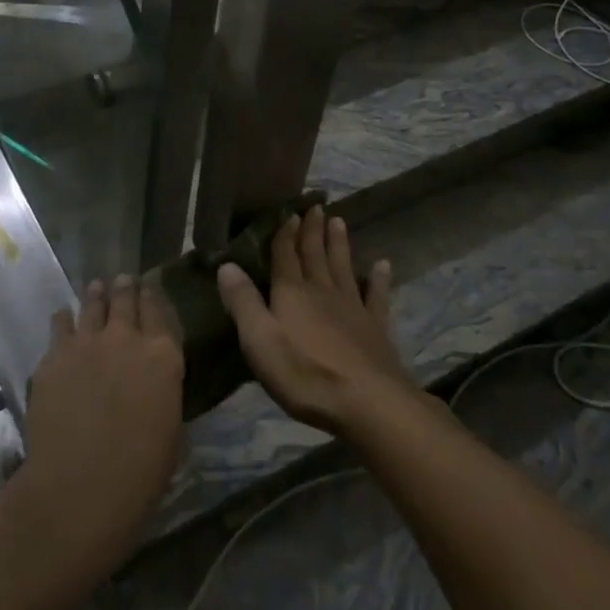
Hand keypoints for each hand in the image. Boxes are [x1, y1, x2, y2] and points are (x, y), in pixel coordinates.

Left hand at [16, 275, 184, 574]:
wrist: (81, 483)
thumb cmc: (140, 471)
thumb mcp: (171, 432)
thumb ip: (163, 397)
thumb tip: (156, 389)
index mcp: (164, 356)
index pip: (160, 312)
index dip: (153, 297)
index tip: (149, 289)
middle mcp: (127, 338)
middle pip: (126, 299)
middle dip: (125, 287)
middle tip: (123, 280)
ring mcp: (87, 342)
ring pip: (92, 304)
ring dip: (96, 294)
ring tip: (96, 287)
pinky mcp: (54, 355)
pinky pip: (60, 324)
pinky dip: (64, 318)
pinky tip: (63, 316)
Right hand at [217, 205, 412, 436]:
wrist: (368, 403)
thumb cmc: (305, 374)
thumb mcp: (260, 341)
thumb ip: (243, 302)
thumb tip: (226, 265)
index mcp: (292, 293)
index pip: (285, 256)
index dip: (284, 234)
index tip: (288, 212)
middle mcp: (322, 292)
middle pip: (315, 255)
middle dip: (312, 231)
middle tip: (316, 206)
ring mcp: (353, 308)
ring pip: (343, 267)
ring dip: (339, 244)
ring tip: (339, 221)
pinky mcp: (376, 328)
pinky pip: (377, 296)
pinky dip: (379, 279)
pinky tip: (382, 265)